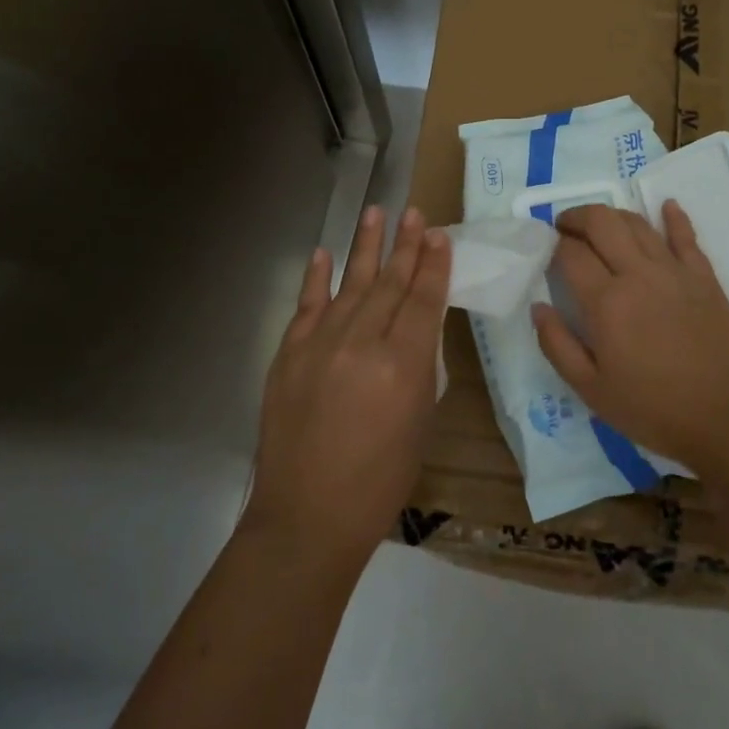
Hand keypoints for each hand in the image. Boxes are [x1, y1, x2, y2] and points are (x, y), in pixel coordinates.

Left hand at [243, 205, 450, 565]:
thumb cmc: (379, 482)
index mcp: (401, 365)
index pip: (422, 300)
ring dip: (365, 246)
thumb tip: (414, 332)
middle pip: (389, 283)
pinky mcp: (289, 354)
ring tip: (375, 212)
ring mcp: (320, 344)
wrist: (307, 516)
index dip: (433, 266)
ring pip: (349, 283)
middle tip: (414, 213)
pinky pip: (306, 305)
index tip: (439, 236)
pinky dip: (316, 277)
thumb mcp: (419, 424)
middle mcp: (361, 343)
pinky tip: (324, 252)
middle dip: (405, 246)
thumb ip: (418, 369)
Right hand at [532, 200, 728, 473]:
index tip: (546, 248)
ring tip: (601, 225)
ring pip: (638, 223)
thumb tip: (538, 306)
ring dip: (613, 216)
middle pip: (602, 222)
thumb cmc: (651, 408)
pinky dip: (674, 217)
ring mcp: (674, 271)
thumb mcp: (590, 389)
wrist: (724, 418)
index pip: (570, 253)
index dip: (553, 244)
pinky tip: (666, 206)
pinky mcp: (704, 276)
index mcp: (605, 302)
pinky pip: (686, 236)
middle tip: (566, 227)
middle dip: (577, 216)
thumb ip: (556, 344)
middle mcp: (637, 274)